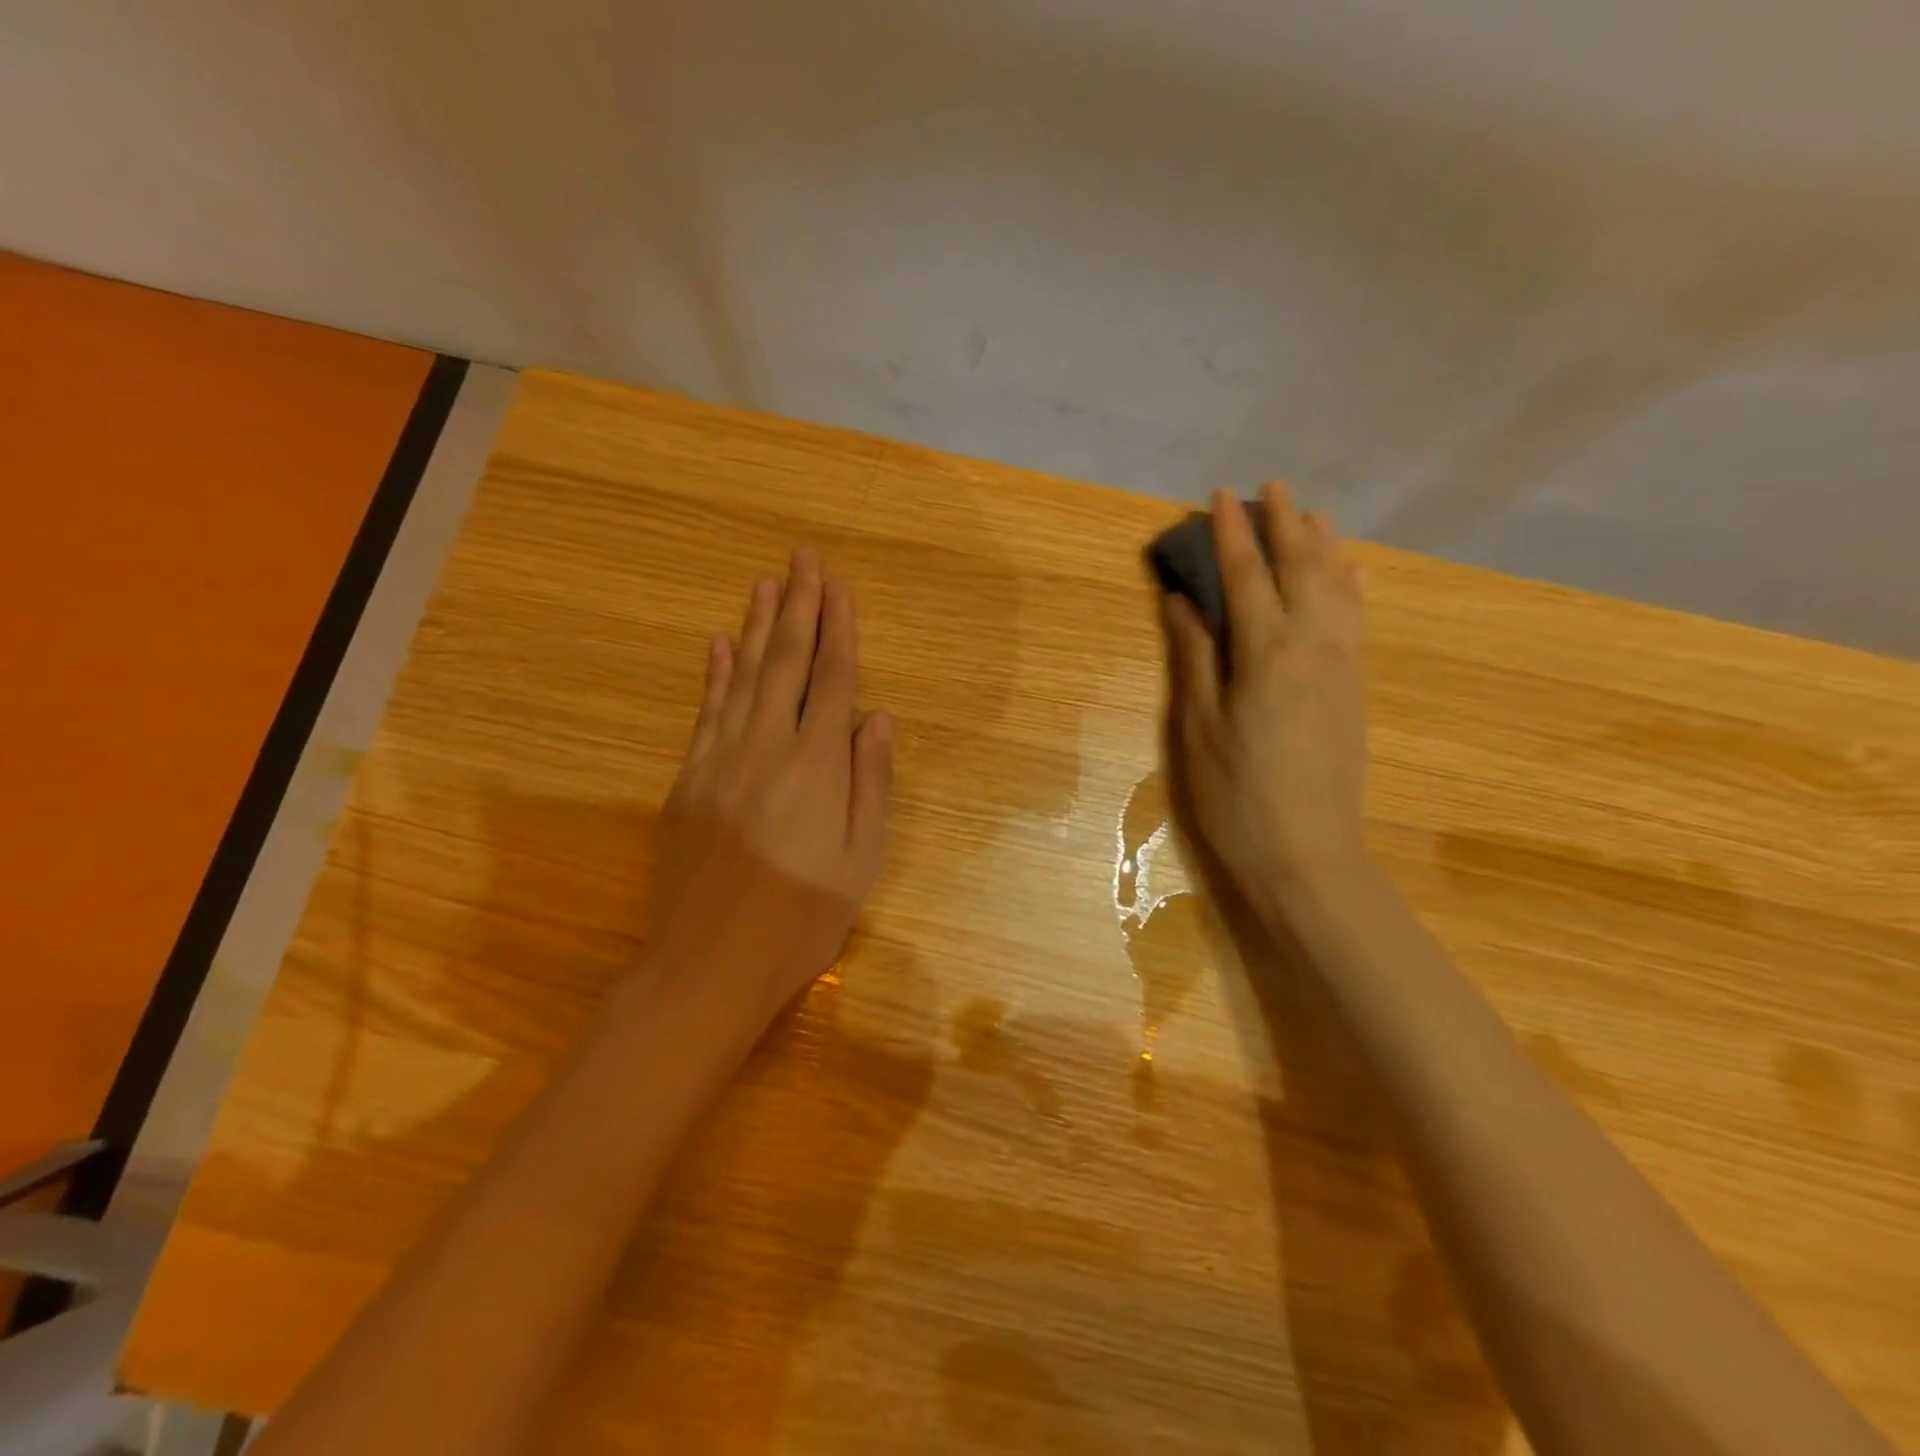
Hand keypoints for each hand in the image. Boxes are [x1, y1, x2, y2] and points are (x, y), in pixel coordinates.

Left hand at [650, 548, 893, 1021]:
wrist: (709, 965)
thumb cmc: (802, 919)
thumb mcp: (861, 860)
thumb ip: (871, 783)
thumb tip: (877, 718)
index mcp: (817, 766)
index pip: (833, 679)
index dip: (839, 629)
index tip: (839, 586)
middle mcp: (767, 747)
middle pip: (786, 663)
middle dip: (798, 606)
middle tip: (803, 557)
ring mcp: (720, 760)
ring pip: (743, 677)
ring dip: (756, 626)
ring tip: (765, 583)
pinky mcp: (688, 780)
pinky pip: (706, 712)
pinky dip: (715, 675)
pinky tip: (718, 645)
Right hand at [1158, 485, 1368, 909]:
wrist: (1306, 855)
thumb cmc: (1236, 795)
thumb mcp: (1198, 727)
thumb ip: (1194, 657)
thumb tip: (1183, 600)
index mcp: (1266, 653)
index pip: (1248, 577)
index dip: (1233, 534)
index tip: (1222, 496)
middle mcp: (1313, 646)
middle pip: (1302, 569)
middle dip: (1285, 525)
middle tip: (1272, 488)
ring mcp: (1343, 667)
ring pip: (1338, 588)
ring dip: (1323, 546)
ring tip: (1312, 515)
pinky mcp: (1355, 689)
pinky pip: (1358, 619)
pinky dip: (1352, 586)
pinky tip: (1353, 573)